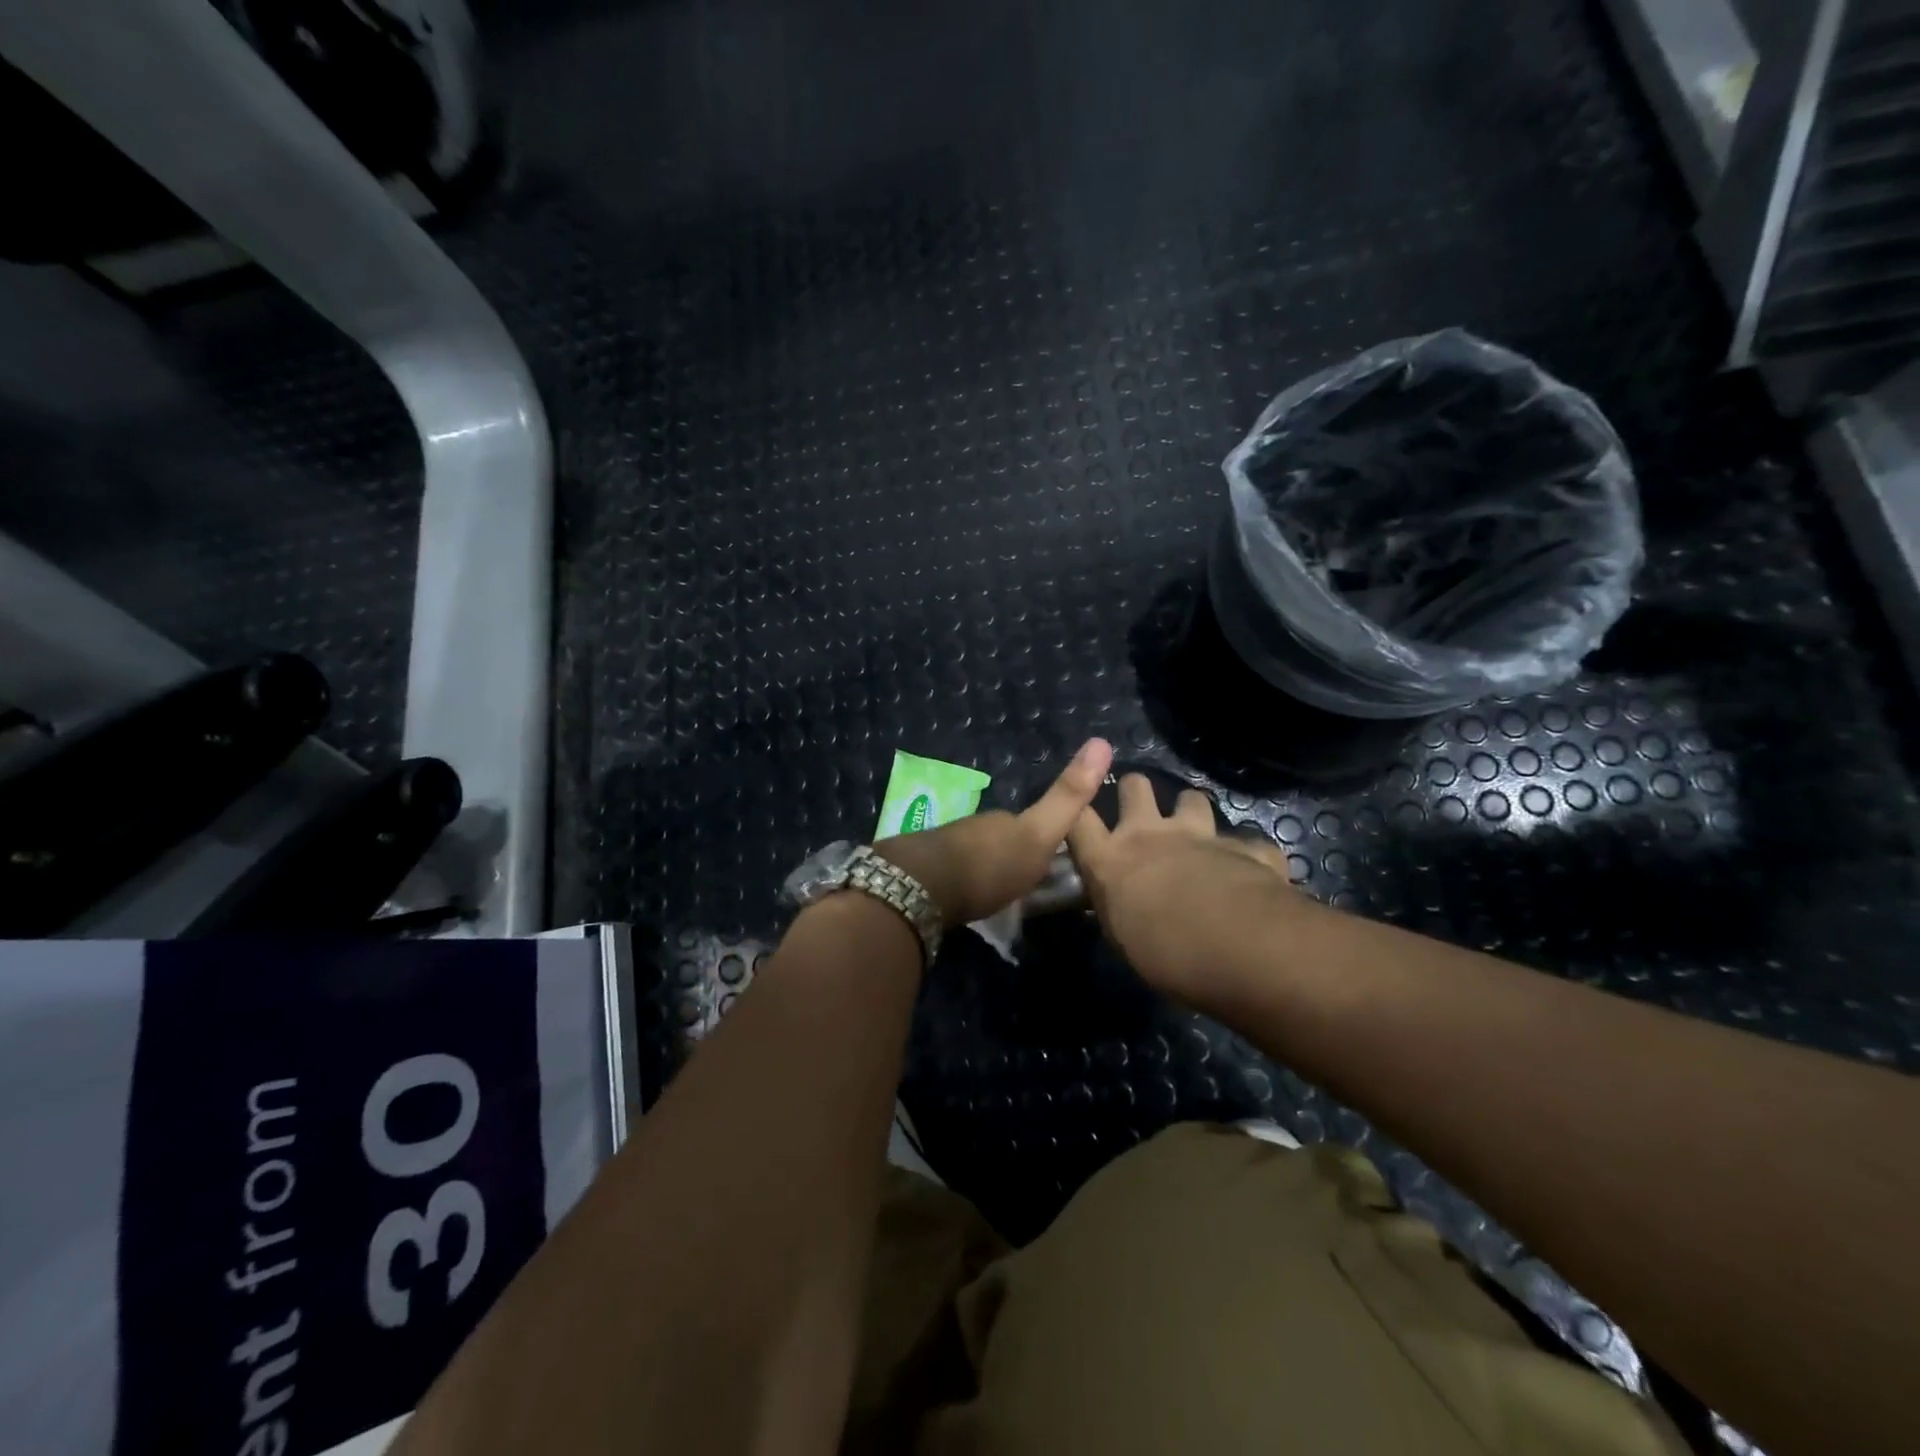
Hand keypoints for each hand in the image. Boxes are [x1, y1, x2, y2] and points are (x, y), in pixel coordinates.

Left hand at [874, 738, 1114, 927]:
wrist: (925, 885)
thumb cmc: (990, 863)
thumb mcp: (1039, 834)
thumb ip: (1068, 797)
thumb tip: (1101, 742)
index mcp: (1004, 821)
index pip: (1030, 825)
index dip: (1044, 838)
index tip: (1051, 858)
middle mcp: (975, 827)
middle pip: (1001, 838)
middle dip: (1013, 854)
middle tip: (1025, 883)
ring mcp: (947, 847)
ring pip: (976, 855)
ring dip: (986, 869)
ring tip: (996, 895)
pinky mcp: (925, 872)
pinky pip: (953, 874)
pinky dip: (963, 882)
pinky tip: (965, 899)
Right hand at [1067, 773, 1295, 999]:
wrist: (1240, 948)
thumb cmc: (1167, 957)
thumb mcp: (1124, 939)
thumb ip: (1119, 910)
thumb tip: (1121, 908)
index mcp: (1111, 861)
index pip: (1077, 820)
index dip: (1075, 809)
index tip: (1078, 814)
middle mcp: (1151, 835)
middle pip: (1133, 786)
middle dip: (1135, 791)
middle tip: (1141, 812)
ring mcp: (1200, 835)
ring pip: (1191, 798)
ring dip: (1192, 811)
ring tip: (1196, 832)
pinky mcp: (1245, 847)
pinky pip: (1247, 842)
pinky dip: (1247, 854)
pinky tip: (1252, 871)